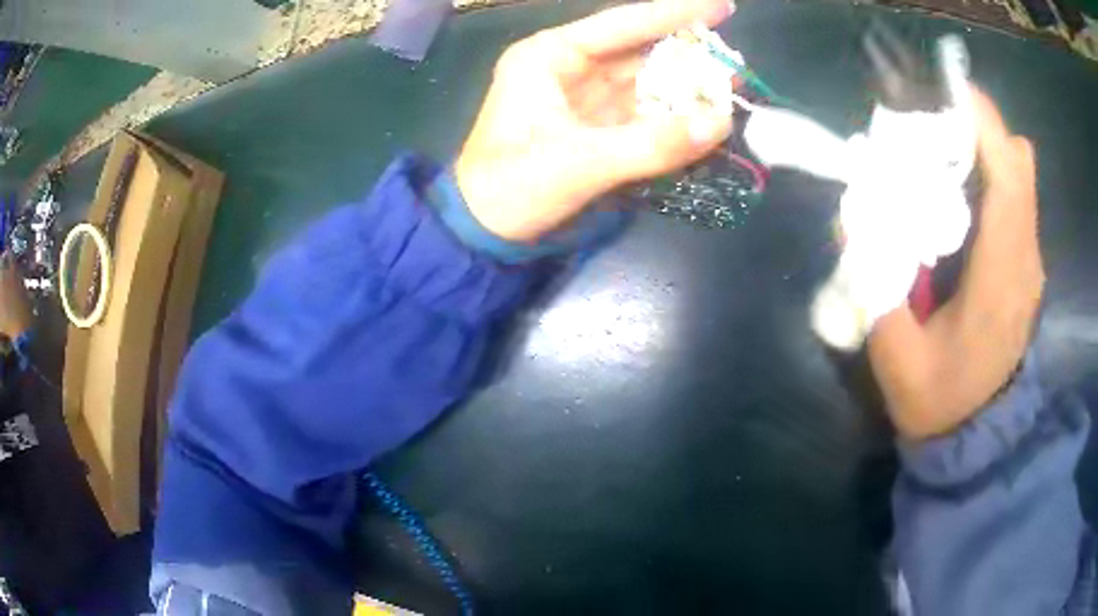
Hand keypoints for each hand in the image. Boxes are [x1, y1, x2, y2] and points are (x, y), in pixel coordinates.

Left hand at [454, 0, 734, 242]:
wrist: (483, 233)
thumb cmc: (512, 188)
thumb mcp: (579, 163)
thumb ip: (651, 144)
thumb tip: (720, 123)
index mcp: (549, 57)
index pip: (622, 25)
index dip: (674, 13)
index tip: (723, 6)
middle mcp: (567, 69)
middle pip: (638, 53)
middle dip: (686, 58)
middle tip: (733, 63)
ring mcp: (581, 99)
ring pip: (643, 85)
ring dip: (684, 90)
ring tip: (729, 91)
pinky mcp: (592, 128)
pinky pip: (640, 115)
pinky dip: (670, 119)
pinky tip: (701, 120)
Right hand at [868, 87, 1043, 438]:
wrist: (973, 434)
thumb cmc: (937, 401)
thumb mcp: (894, 356)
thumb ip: (875, 283)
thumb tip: (855, 214)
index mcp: (999, 280)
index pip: (1009, 176)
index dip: (981, 122)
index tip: (941, 94)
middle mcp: (1025, 259)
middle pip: (1019, 161)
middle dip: (979, 127)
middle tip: (934, 128)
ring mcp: (1030, 261)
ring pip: (1020, 173)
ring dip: (984, 148)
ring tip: (944, 156)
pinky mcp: (1027, 263)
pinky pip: (1017, 195)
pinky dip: (992, 175)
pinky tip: (961, 195)